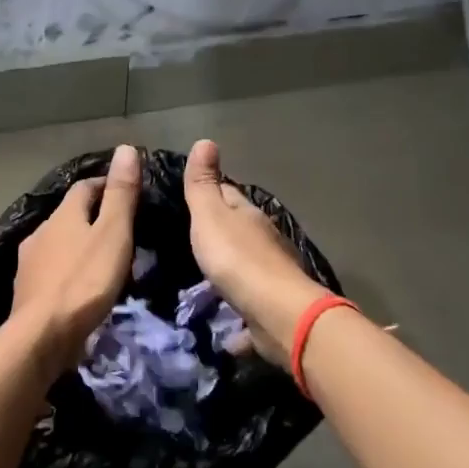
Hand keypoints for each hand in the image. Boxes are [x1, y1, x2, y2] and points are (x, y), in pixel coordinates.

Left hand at [11, 144, 142, 368]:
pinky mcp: (27, 290)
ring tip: (103, 259)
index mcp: (62, 215)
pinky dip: (67, 270)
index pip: (84, 187)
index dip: (106, 185)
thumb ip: (120, 194)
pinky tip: (79, 285)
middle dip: (92, 217)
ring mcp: (29, 262)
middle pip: (69, 215)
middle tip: (121, 229)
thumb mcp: (113, 234)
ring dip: (78, 245)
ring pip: (58, 243)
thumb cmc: (84, 281)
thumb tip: (125, 148)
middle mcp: (40, 232)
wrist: (43, 334)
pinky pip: (51, 270)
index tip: (127, 193)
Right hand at [184, 139, 328, 365]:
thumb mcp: (211, 216)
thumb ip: (203, 185)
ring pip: (246, 268)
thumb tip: (205, 140)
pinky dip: (238, 316)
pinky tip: (225, 328)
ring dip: (230, 271)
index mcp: (249, 217)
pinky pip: (249, 309)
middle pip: (240, 231)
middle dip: (220, 233)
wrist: (278, 314)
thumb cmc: (238, 260)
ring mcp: (271, 277)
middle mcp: (264, 243)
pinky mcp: (270, 310)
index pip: (229, 195)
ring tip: (203, 279)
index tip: (191, 194)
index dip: (211, 192)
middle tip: (191, 239)